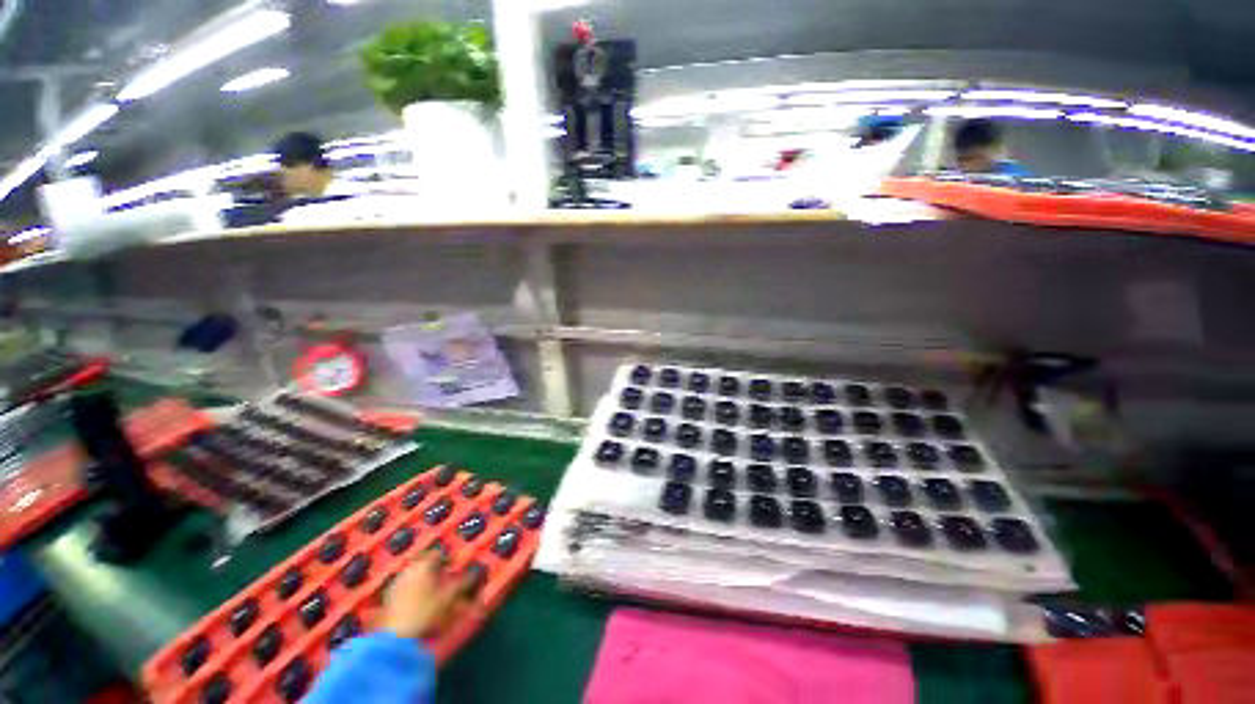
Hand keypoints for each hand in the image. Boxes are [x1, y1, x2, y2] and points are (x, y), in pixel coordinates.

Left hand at [380, 553, 472, 638]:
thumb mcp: (449, 598)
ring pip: (411, 571)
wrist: (397, 636)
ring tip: (429, 585)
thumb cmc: (427, 612)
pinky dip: (410, 585)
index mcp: (424, 566)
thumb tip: (475, 572)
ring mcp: (397, 582)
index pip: (437, 554)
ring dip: (420, 574)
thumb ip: (463, 583)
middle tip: (441, 573)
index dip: (446, 558)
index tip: (452, 566)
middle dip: (432, 565)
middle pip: (422, 560)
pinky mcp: (388, 595)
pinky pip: (402, 583)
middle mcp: (409, 569)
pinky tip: (414, 596)